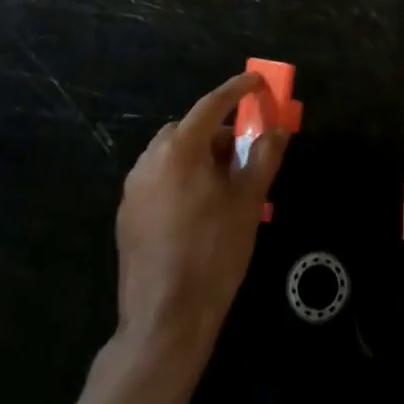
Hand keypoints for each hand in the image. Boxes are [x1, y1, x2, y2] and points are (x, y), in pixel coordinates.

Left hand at [116, 71, 289, 350]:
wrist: (166, 320)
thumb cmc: (214, 253)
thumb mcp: (249, 201)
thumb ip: (263, 157)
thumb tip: (276, 130)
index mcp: (179, 150)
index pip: (211, 105)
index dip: (237, 90)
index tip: (257, 83)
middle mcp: (149, 161)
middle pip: (188, 130)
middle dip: (217, 132)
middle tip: (243, 151)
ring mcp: (133, 189)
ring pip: (171, 155)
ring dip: (198, 155)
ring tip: (225, 184)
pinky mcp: (126, 216)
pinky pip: (158, 179)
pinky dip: (181, 177)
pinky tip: (199, 208)